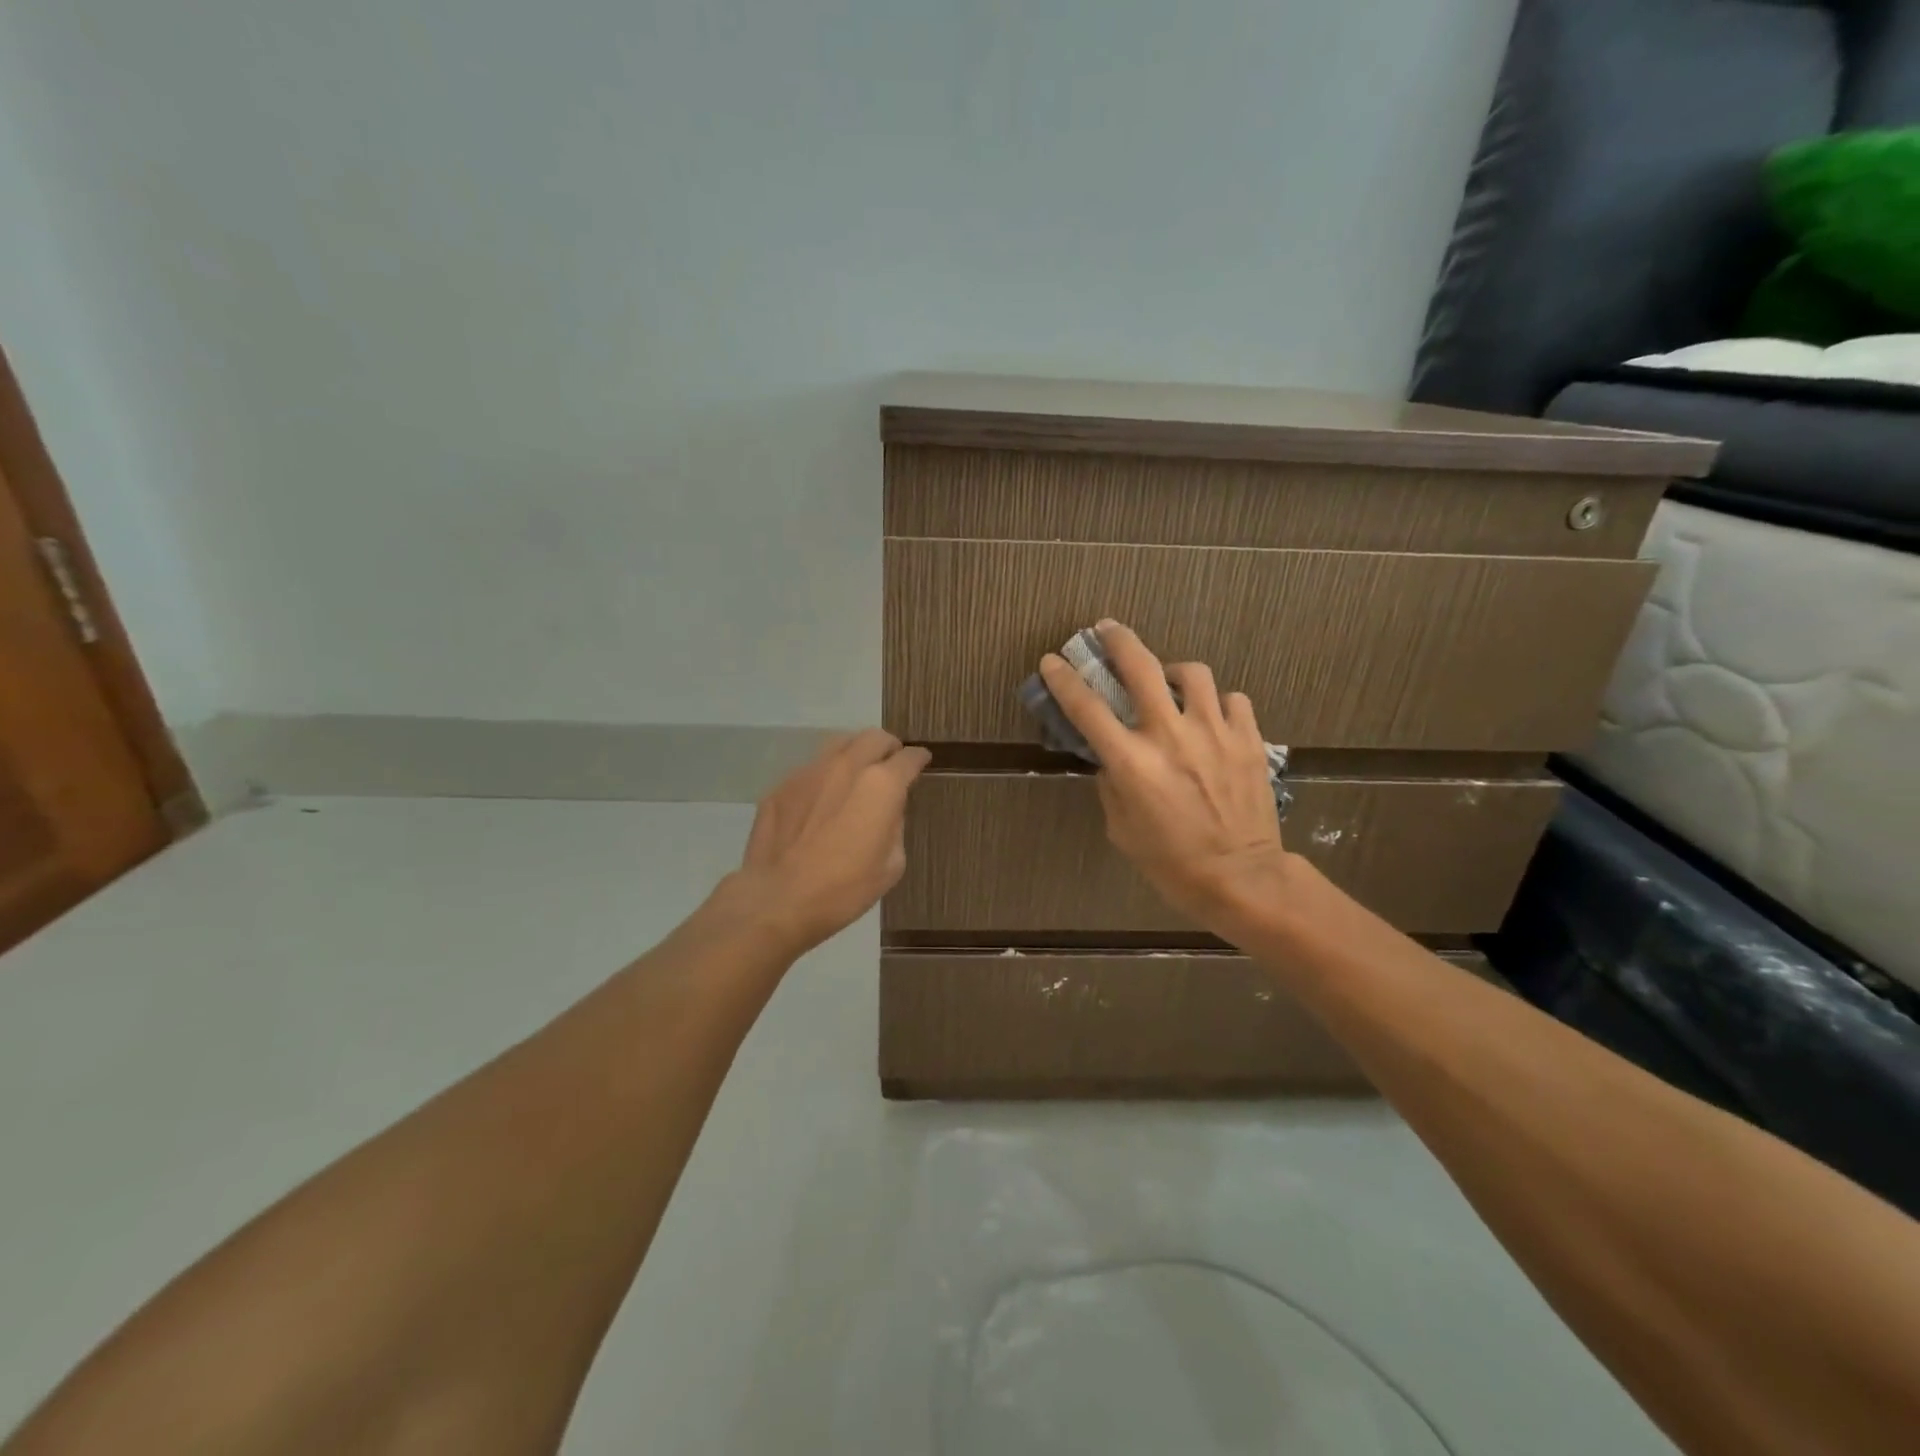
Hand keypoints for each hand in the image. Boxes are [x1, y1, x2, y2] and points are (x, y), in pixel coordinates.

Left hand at [726, 729, 930, 954]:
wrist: (777, 900)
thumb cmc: (844, 890)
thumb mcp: (891, 866)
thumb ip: (895, 827)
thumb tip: (888, 810)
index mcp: (881, 785)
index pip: (908, 758)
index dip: (918, 759)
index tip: (921, 762)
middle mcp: (847, 767)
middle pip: (874, 737)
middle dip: (888, 747)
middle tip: (891, 763)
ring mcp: (810, 772)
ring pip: (840, 744)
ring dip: (855, 753)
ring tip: (857, 773)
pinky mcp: (782, 786)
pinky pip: (811, 769)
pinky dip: (824, 776)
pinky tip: (821, 801)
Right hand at [1039, 622, 1293, 932]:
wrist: (1242, 878)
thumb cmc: (1171, 863)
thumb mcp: (1121, 829)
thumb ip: (1111, 784)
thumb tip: (1110, 757)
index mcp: (1132, 762)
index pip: (1086, 708)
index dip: (1064, 679)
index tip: (1052, 660)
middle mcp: (1170, 735)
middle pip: (1141, 667)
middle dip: (1119, 640)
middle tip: (1108, 629)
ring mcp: (1214, 732)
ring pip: (1193, 673)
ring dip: (1174, 672)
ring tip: (1171, 684)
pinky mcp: (1249, 738)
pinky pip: (1232, 699)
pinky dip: (1217, 702)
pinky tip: (1212, 717)